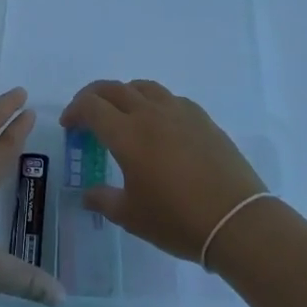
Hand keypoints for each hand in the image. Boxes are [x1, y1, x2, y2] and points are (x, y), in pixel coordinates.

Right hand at [61, 80, 265, 262]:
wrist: (236, 220)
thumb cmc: (177, 220)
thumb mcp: (132, 216)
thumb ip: (104, 200)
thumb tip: (88, 195)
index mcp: (127, 134)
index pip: (91, 106)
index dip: (75, 111)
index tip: (70, 127)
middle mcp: (150, 113)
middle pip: (114, 88)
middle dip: (94, 96)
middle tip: (87, 115)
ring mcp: (179, 112)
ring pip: (144, 87)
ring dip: (125, 94)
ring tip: (122, 114)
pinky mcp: (202, 118)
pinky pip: (170, 98)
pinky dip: (154, 103)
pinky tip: (159, 125)